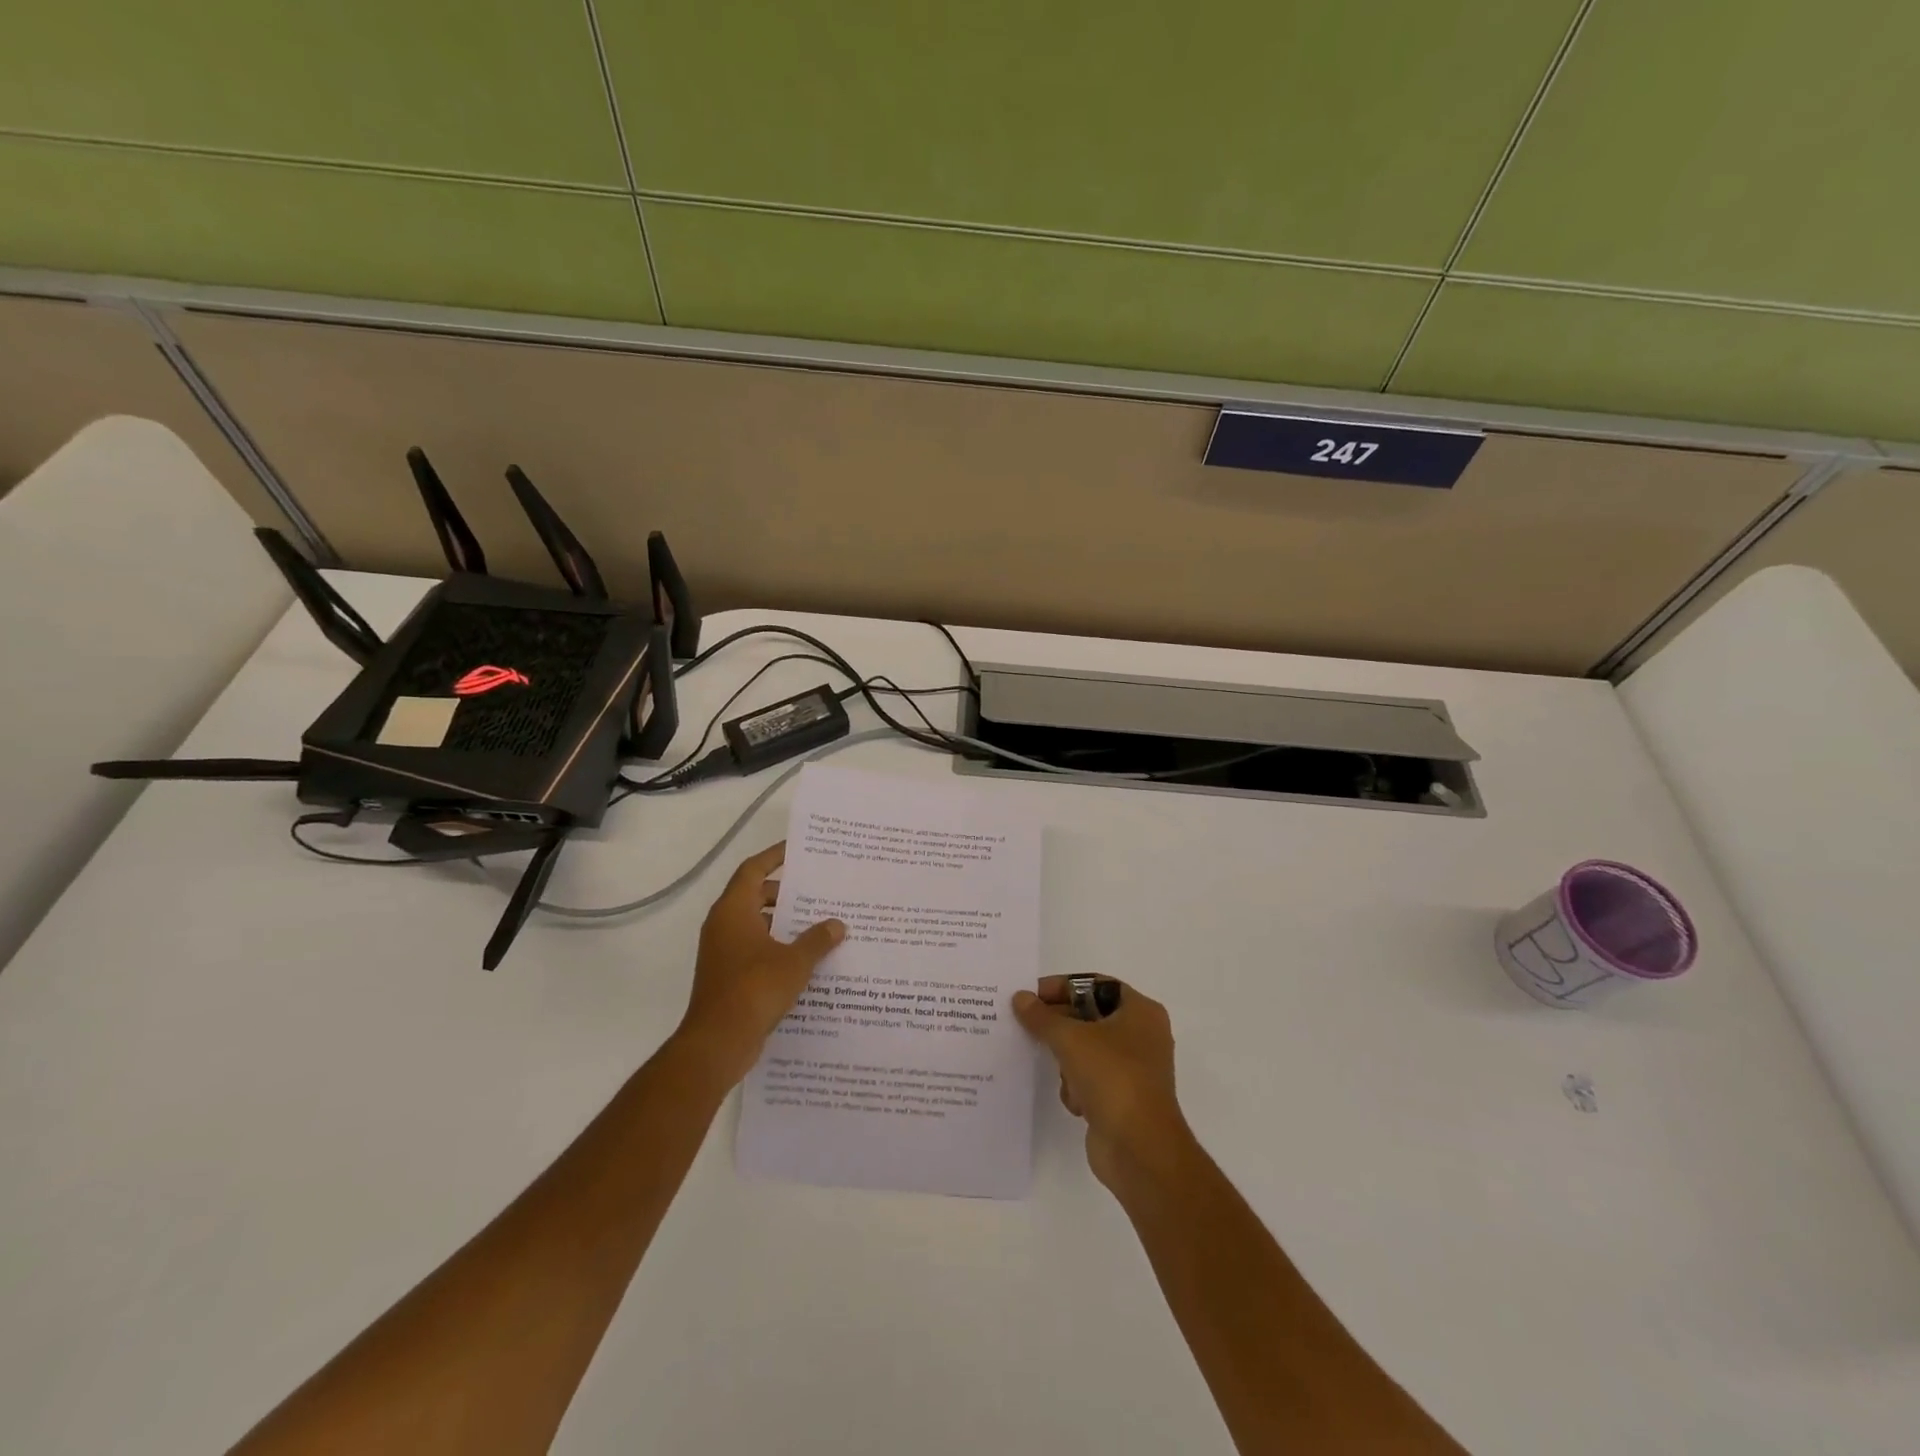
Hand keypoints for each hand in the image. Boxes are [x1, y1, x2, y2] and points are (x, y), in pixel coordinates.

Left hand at [676, 843, 844, 1086]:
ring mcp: (723, 952)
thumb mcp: (795, 961)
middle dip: (786, 893)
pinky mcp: (727, 976)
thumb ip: (818, 939)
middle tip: (819, 891)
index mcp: (733, 911)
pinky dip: (777, 947)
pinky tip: (806, 959)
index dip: (774, 856)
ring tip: (819, 924)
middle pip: (755, 896)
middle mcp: (723, 926)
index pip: (753, 869)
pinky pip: (755, 949)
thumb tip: (837, 924)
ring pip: (756, 925)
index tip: (798, 850)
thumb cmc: (755, 989)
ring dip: (783, 923)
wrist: (718, 1042)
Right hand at [1012, 977, 1191, 1190]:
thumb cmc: (1112, 1078)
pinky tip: (1075, 1100)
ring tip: (1057, 1069)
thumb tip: (1020, 998)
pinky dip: (1077, 1086)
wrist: (1139, 1149)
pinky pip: (1090, 1079)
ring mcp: (1134, 1069)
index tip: (1031, 996)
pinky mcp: (1123, 1099)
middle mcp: (1142, 1035)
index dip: (1062, 987)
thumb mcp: (1070, 1038)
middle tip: (1026, 1026)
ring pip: (1086, 1050)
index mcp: (1140, 1011)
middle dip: (1059, 1025)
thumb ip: (1042, 1017)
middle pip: (1089, 1017)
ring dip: (1067, 1060)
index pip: (1095, 985)